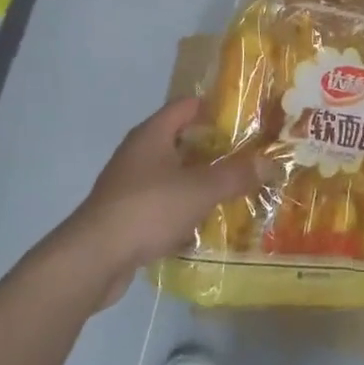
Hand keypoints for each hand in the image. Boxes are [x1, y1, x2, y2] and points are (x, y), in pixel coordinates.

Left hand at [62, 97, 269, 307]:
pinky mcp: (123, 214)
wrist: (92, 259)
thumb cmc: (148, 209)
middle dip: (212, 148)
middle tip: (245, 156)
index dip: (215, 108)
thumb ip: (236, 175)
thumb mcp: (201, 189)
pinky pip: (160, 202)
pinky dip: (181, 207)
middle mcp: (138, 152)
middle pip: (180, 139)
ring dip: (197, 180)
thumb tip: (270, 162)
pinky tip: (202, 222)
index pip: (187, 105)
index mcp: (152, 134)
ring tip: (230, 189)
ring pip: (171, 173)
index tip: (244, 119)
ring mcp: (127, 184)